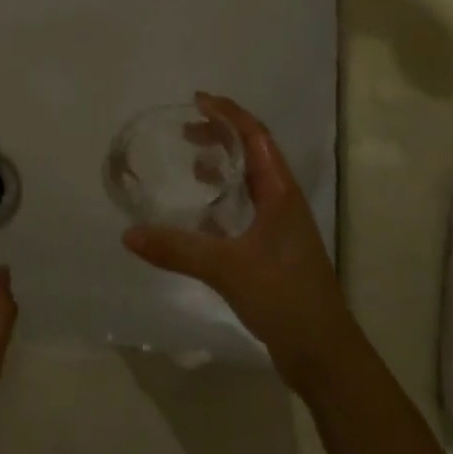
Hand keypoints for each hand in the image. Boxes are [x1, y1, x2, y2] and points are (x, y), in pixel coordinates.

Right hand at [122, 93, 352, 387]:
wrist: (324, 354)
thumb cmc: (284, 299)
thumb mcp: (227, 269)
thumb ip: (178, 249)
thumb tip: (129, 234)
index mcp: (281, 194)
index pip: (256, 137)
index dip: (229, 114)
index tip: (199, 99)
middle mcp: (283, 203)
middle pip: (254, 153)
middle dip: (222, 135)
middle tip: (186, 130)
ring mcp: (281, 227)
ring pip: (251, 181)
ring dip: (224, 164)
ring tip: (191, 161)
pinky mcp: (273, 250)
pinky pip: (246, 207)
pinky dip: (223, 196)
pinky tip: (201, 212)